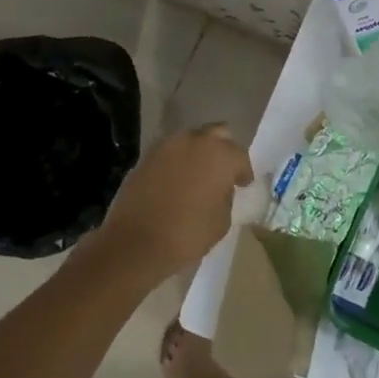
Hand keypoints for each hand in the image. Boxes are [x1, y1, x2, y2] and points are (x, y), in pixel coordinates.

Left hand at [92, 122, 252, 280]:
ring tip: (199, 175)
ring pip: (191, 139)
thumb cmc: (187, 234)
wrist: (135, 243)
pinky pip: (170, 152)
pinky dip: (178, 161)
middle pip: (217, 134)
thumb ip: (226, 196)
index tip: (243, 184)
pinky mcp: (146, 156)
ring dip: (199, 153)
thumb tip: (220, 188)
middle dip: (223, 150)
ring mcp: (167, 146)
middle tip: (223, 171)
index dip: (243, 171)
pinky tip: (177, 180)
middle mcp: (195, 141)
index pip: (240, 156)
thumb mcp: (222, 220)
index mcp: (220, 155)